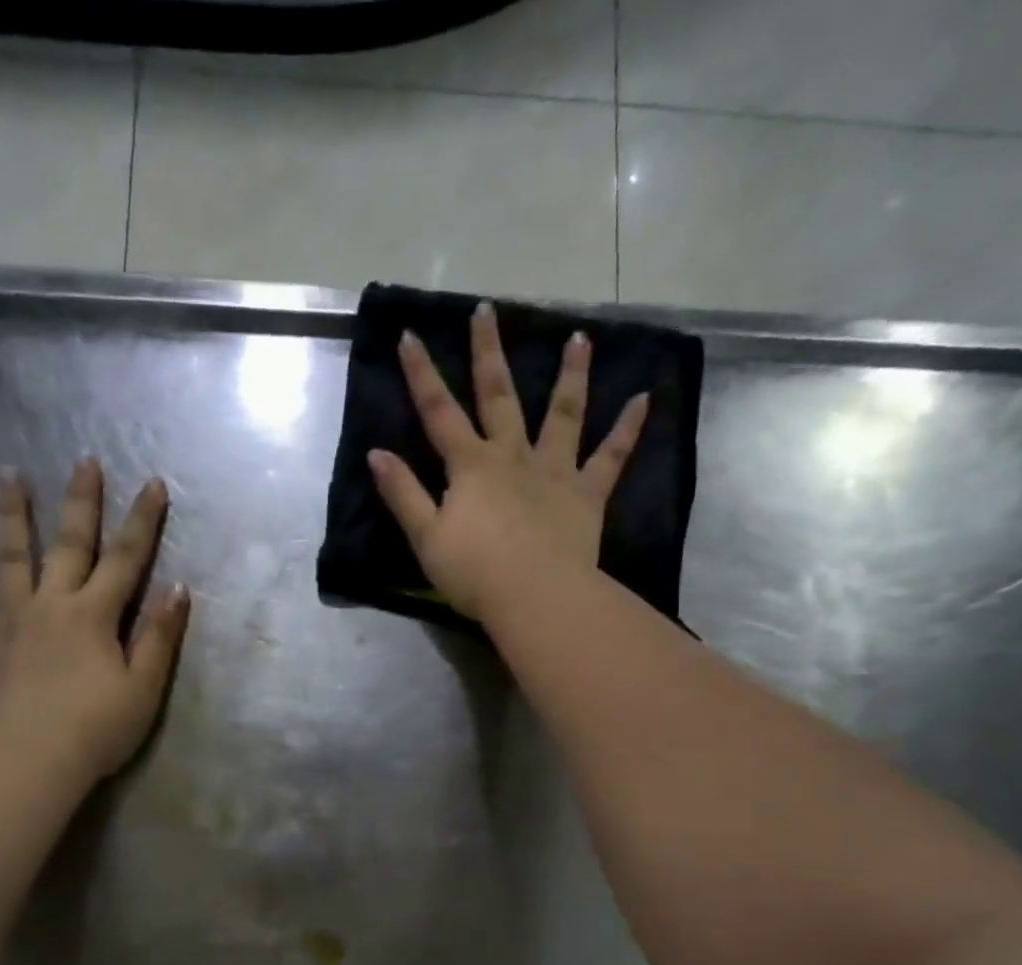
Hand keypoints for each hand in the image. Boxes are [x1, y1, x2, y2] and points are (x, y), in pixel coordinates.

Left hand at [0, 458, 190, 787]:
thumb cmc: (96, 730)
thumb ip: (159, 636)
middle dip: (82, 502)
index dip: (144, 521)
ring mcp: (8, 619)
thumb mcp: (144, 688)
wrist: (30, 762)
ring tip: (9, 474)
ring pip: (11, 557)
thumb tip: (177, 588)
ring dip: (13, 514)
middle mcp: (51, 604)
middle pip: (70, 544)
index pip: (127, 559)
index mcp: (95, 615)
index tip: (154, 482)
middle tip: (84, 459)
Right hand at [367, 302, 649, 620]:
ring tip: (581, 338)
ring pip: (563, 414)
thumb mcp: (426, 537)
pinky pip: (610, 457)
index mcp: (471, 467)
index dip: (422, 374)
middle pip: (499, 397)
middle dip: (489, 352)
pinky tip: (645, 399)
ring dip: (571, 375)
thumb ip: (403, 494)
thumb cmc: (475, 573)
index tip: (410, 334)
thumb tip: (377, 454)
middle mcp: (513, 457)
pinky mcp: (586, 495)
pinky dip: (628, 429)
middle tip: (487, 310)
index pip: (439, 412)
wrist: (535, 597)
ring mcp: (554, 472)